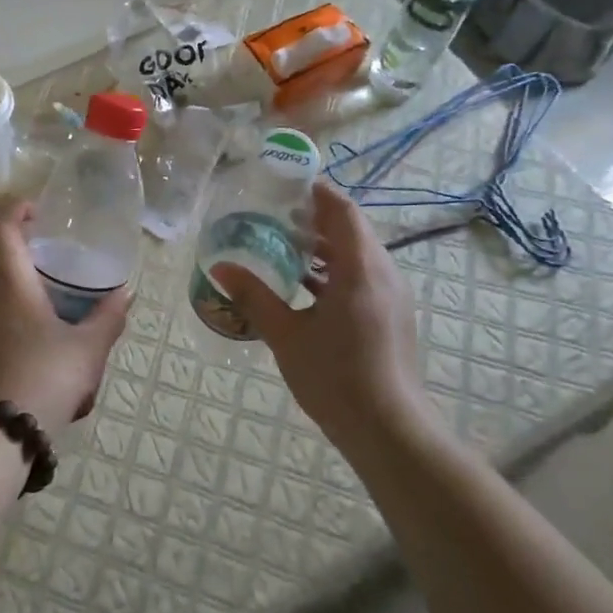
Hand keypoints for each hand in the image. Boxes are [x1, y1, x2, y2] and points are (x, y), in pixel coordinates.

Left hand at [0, 203, 129, 438]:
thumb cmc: (43, 378)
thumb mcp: (87, 349)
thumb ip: (108, 317)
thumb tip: (125, 293)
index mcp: (7, 278)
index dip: (15, 208)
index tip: (39, 214)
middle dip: (10, 236)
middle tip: (43, 248)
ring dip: (2, 268)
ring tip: (38, 288)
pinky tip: (23, 324)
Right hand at [210, 182, 432, 450]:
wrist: (389, 430)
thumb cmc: (335, 377)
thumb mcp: (286, 334)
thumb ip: (254, 296)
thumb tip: (221, 267)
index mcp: (360, 268)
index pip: (342, 210)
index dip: (317, 191)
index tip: (285, 182)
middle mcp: (383, 273)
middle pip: (350, 229)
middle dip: (314, 217)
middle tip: (273, 213)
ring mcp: (391, 295)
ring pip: (357, 253)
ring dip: (323, 244)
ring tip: (282, 243)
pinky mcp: (390, 314)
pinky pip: (362, 275)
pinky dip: (334, 268)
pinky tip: (303, 284)